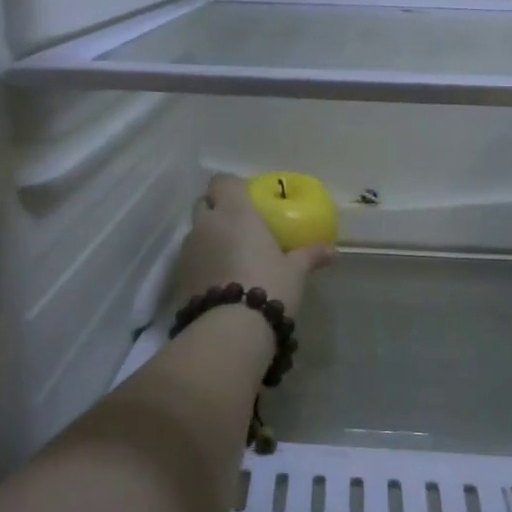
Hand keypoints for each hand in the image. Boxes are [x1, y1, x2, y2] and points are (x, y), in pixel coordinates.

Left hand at [174, 174, 333, 319]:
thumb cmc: (268, 286)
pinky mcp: (178, 275)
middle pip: (204, 203)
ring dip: (209, 237)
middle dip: (217, 209)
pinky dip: (202, 261)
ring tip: (230, 256)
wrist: (230, 329)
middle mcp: (206, 223)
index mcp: (235, 211)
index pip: (222, 181)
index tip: (247, 200)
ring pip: (196, 231)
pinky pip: (190, 258)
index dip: (232, 188)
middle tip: (239, 226)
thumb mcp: (295, 271)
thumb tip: (333, 251)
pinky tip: (219, 278)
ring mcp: (188, 249)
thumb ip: (310, 256)